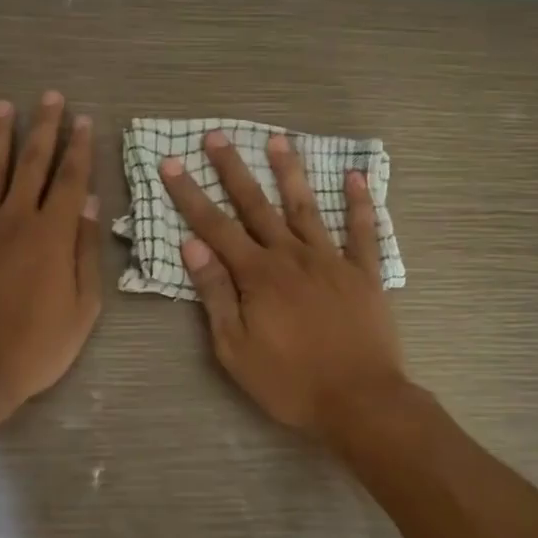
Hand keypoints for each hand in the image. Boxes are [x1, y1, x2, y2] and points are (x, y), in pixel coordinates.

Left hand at [0, 92, 101, 418]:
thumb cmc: (36, 347)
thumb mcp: (82, 308)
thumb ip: (85, 253)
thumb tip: (88, 204)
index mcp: (52, 236)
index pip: (69, 180)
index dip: (78, 148)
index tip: (83, 120)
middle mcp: (14, 220)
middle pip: (31, 164)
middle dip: (43, 128)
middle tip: (50, 97)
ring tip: (4, 106)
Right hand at [161, 130, 406, 436]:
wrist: (360, 401)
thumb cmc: (290, 382)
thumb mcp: (236, 348)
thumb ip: (216, 294)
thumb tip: (192, 246)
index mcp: (258, 275)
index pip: (215, 227)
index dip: (190, 194)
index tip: (172, 163)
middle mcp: (292, 256)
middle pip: (257, 205)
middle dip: (233, 170)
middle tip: (217, 136)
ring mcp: (331, 261)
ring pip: (306, 208)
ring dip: (290, 172)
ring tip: (278, 140)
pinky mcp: (364, 273)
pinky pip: (363, 231)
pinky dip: (360, 203)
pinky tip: (355, 176)